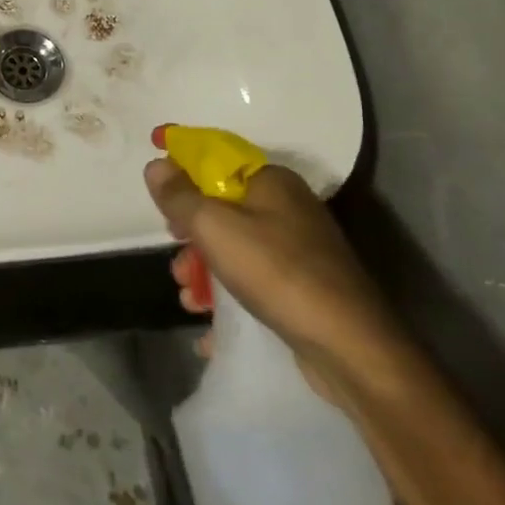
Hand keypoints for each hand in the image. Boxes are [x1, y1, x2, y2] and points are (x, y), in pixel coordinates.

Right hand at [145, 158, 411, 403]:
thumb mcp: (214, 227)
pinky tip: (209, 327)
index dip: (180, 161)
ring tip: (190, 300)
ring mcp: (298, 249)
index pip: (215, 156)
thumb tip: (156, 164)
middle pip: (220, 207)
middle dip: (190, 235)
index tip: (153, 176)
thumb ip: (179, 195)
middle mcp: (286, 207)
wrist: (351, 348)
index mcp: (271, 181)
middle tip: (176, 257)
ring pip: (233, 247)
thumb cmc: (277, 273)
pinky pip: (251, 280)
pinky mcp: (302, 286)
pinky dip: (227, 297)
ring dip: (203, 271)